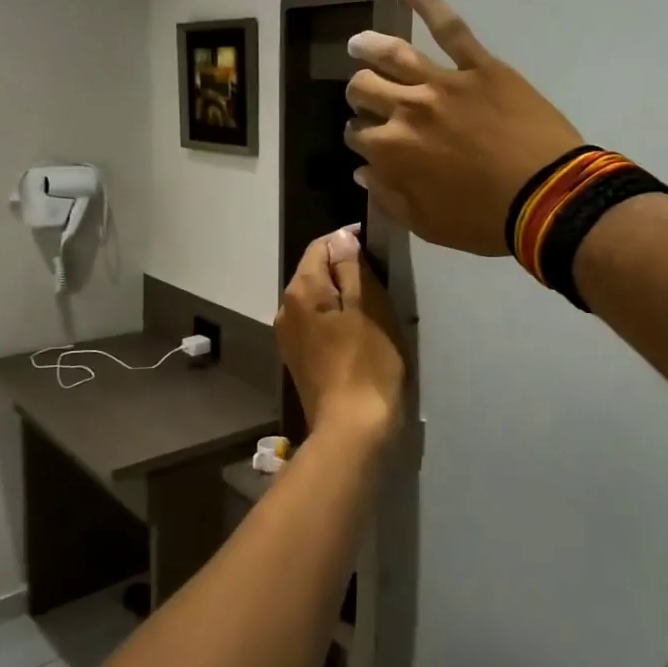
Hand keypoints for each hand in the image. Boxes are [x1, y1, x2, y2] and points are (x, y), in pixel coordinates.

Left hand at [276, 227, 403, 441]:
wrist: (352, 430)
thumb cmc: (367, 364)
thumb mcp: (369, 307)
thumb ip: (353, 268)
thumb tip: (342, 237)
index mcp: (301, 291)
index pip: (321, 246)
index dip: (348, 240)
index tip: (378, 249)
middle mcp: (285, 309)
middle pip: (315, 272)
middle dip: (345, 269)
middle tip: (382, 281)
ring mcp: (288, 337)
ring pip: (316, 299)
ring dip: (342, 296)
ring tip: (374, 307)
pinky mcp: (298, 359)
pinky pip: (316, 324)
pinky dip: (336, 319)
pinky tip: (359, 334)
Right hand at [344, 0, 583, 254]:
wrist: (547, 198)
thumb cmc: (485, 220)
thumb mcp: (427, 225)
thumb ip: (388, 197)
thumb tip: (363, 171)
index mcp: (391, 150)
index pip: (358, 134)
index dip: (360, 137)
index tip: (370, 143)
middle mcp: (407, 108)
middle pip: (365, 87)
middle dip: (359, 93)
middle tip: (366, 95)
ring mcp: (444, 82)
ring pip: (393, 54)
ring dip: (369, 47)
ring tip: (358, 43)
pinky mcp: (480, 66)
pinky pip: (451, 29)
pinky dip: (429, 5)